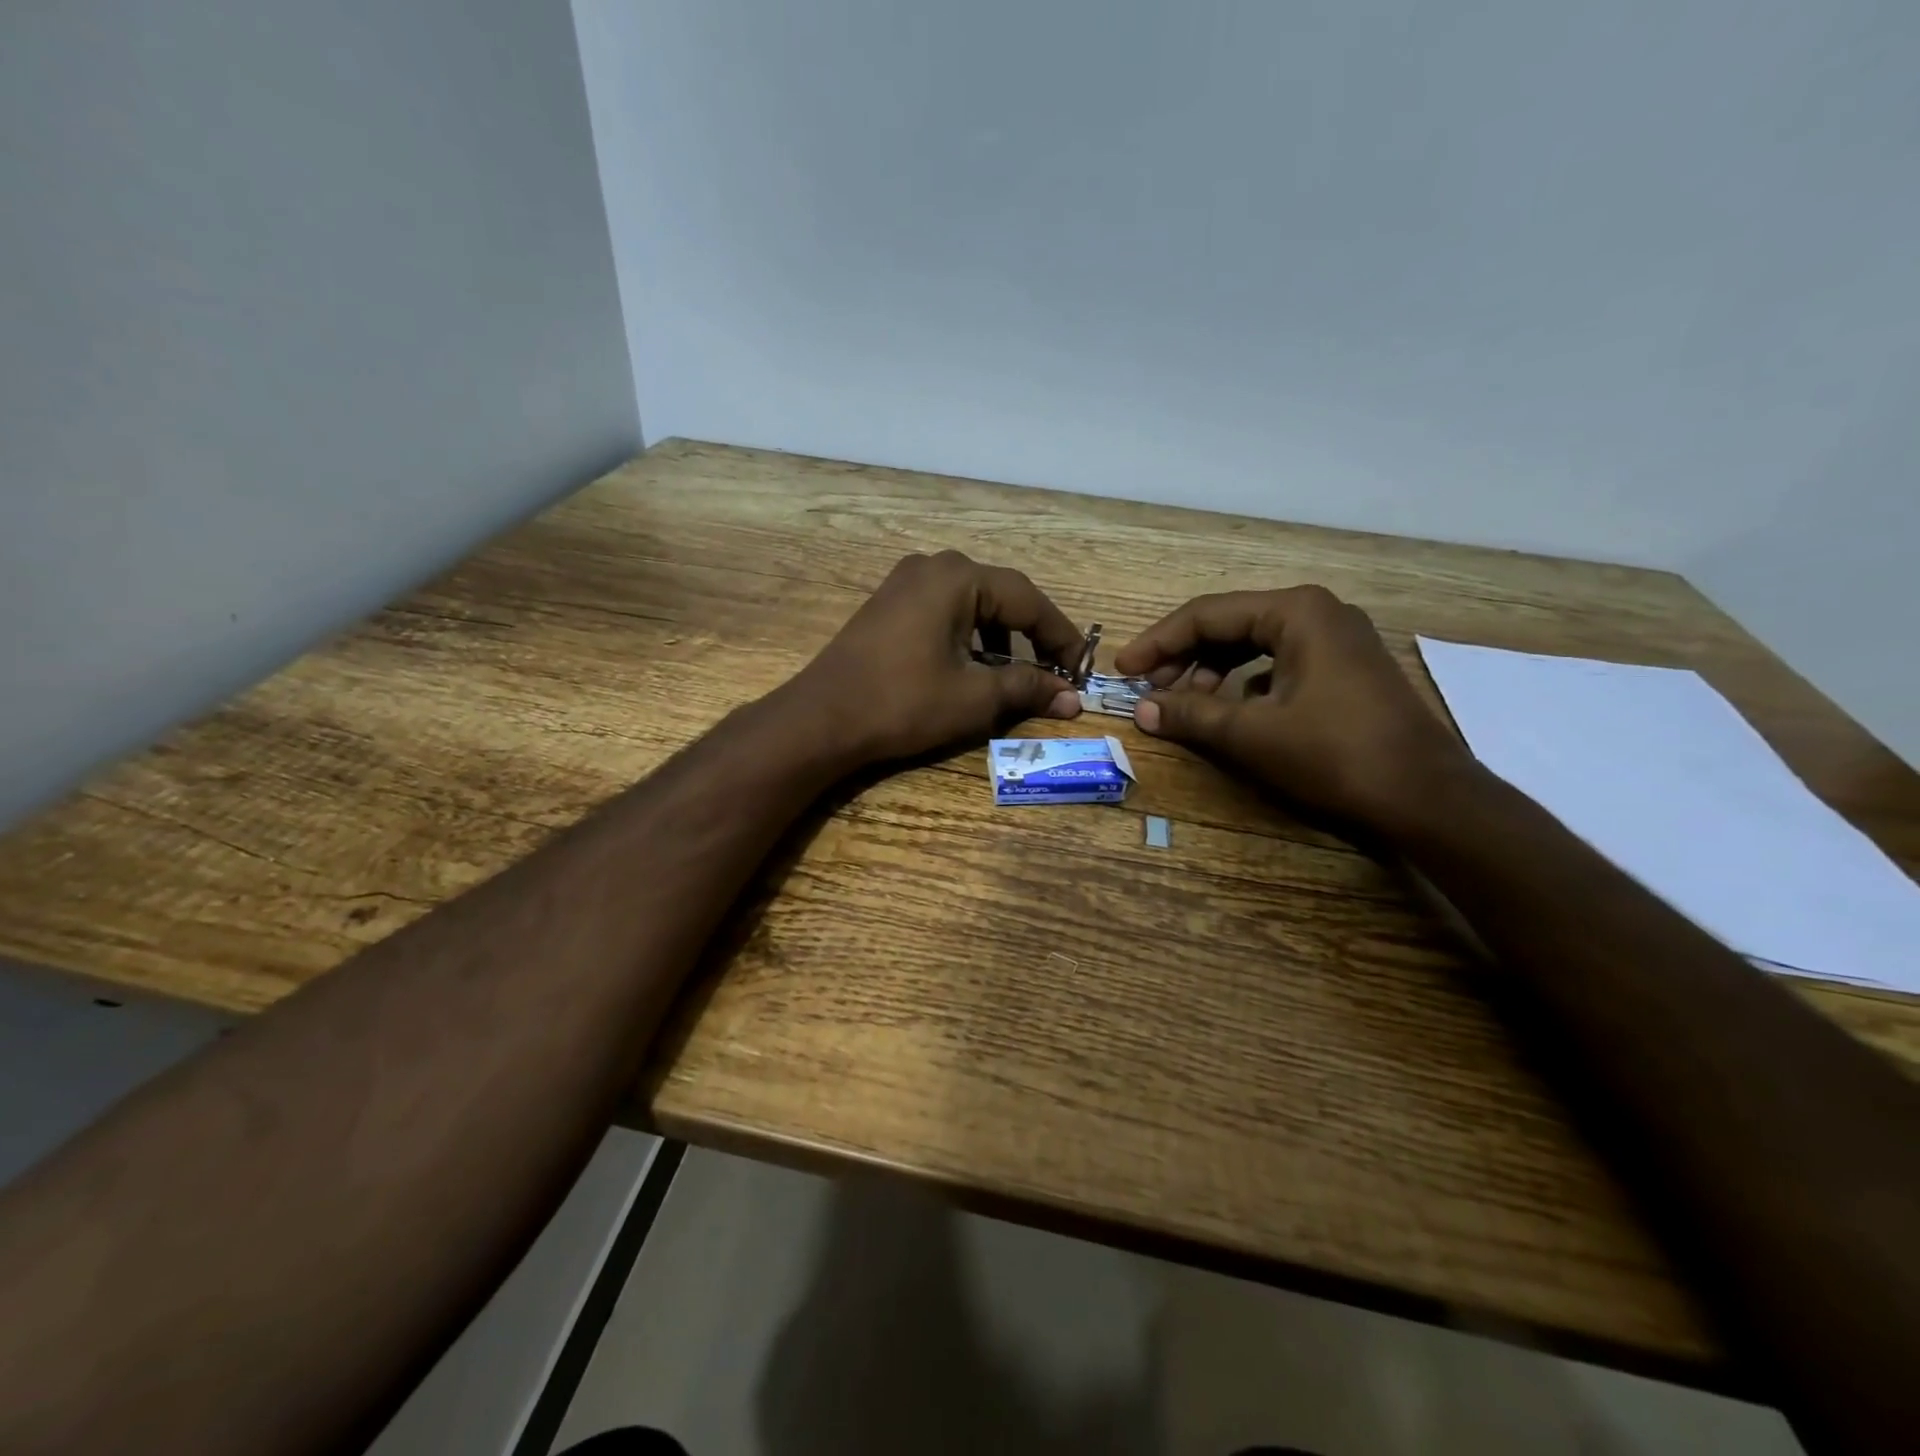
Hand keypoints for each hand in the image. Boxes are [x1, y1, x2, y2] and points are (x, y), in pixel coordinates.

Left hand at [791, 551, 1083, 764]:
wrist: (822, 719)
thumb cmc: (904, 703)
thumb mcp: (974, 697)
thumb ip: (1028, 688)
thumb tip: (1071, 698)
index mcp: (959, 578)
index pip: (1029, 600)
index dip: (1061, 637)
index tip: (1082, 669)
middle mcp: (933, 567)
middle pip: (1001, 597)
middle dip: (1032, 635)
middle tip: (1055, 670)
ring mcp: (904, 583)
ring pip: (972, 604)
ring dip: (1000, 638)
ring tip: (1015, 674)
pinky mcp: (888, 604)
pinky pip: (943, 611)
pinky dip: (968, 636)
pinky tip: (971, 667)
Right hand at [1113, 585, 1474, 831]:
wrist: (1425, 795)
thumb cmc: (1335, 754)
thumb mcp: (1252, 734)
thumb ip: (1190, 714)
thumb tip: (1142, 709)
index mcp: (1295, 611)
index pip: (1206, 615)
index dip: (1158, 643)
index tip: (1123, 671)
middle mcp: (1316, 612)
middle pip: (1229, 625)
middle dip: (1183, 658)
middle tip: (1150, 691)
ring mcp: (1335, 639)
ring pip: (1252, 645)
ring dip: (1211, 672)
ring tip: (1184, 704)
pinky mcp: (1344, 669)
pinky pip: (1276, 663)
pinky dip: (1243, 684)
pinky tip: (1230, 712)